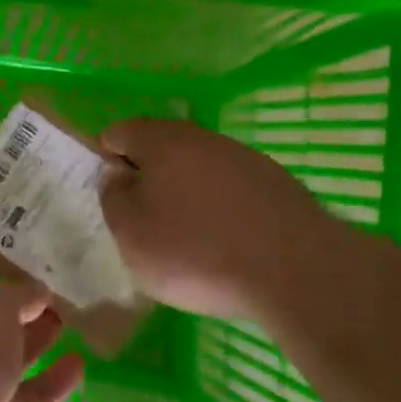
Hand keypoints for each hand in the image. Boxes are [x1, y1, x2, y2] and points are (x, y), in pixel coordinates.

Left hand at [0, 264, 82, 401]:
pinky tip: (78, 364)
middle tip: (69, 289)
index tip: (43, 258)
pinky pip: (31, 397)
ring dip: (39, 338)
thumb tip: (36, 292)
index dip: (6, 267)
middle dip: (27, 305)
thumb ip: (19, 295)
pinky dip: (54, 382)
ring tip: (75, 319)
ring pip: (12, 357)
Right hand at [99, 119, 331, 321]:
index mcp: (160, 141)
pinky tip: (224, 242)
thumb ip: (113, 197)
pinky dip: (219, 207)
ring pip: (198, 167)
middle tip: (143, 219)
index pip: (118, 132)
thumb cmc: (194, 251)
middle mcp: (201, 138)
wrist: (294, 269)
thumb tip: (116, 173)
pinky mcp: (275, 183)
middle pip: (161, 147)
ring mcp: (243, 157)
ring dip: (185, 192)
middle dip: (147, 176)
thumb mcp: (130, 233)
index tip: (111, 198)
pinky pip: (230, 188)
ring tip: (185, 236)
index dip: (106, 161)